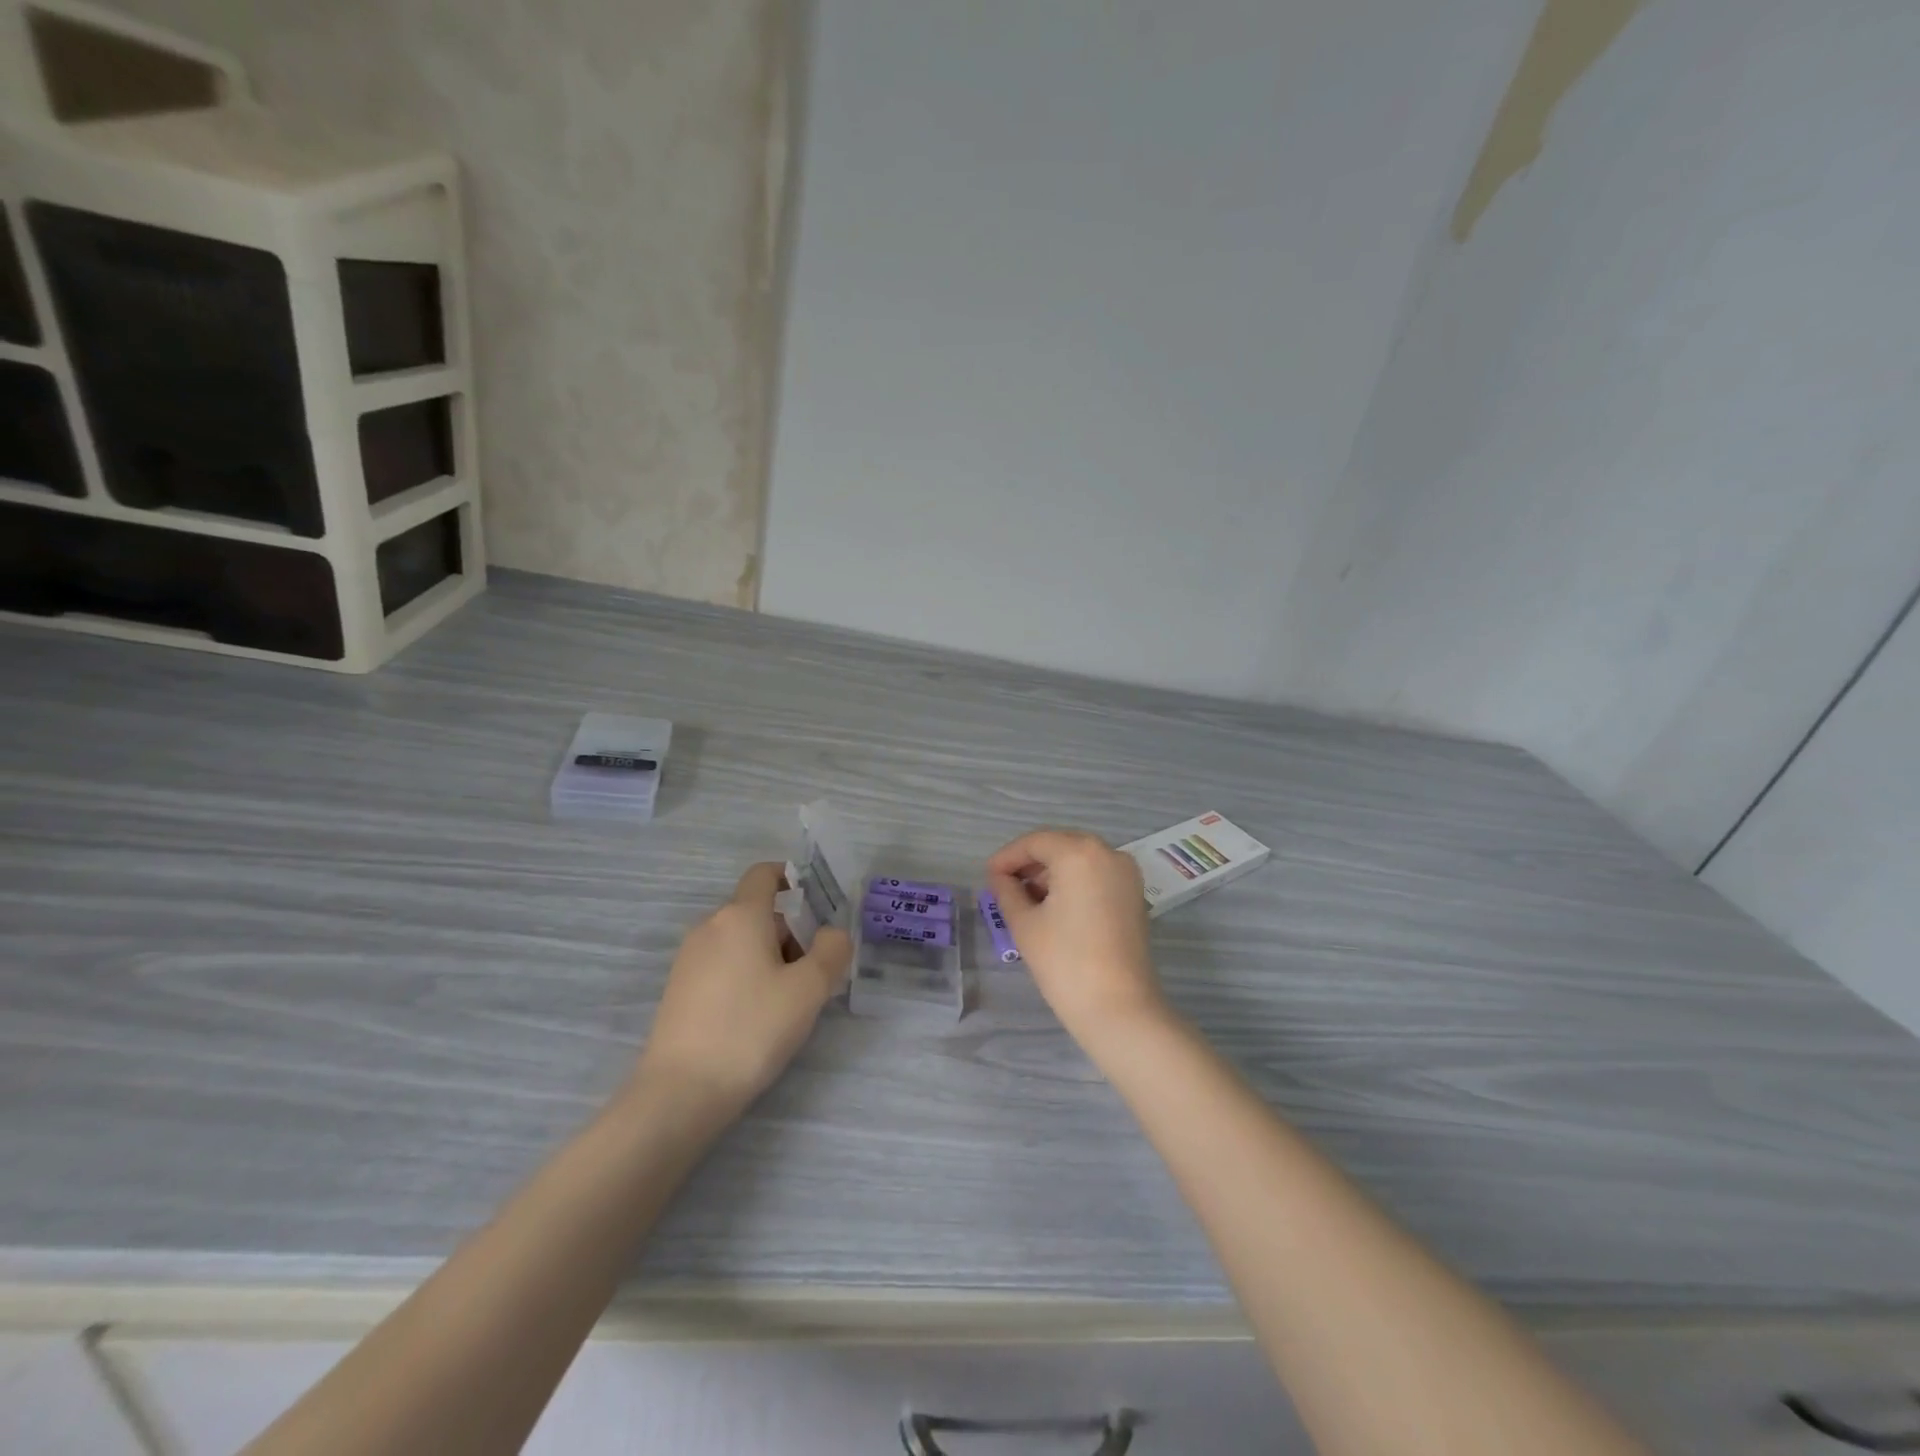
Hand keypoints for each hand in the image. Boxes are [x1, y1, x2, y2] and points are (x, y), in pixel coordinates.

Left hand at [627, 863, 851, 1123]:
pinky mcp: (678, 989)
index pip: (764, 874)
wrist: (680, 1092)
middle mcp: (710, 926)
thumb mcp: (809, 990)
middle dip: (790, 932)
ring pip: (741, 941)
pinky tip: (755, 1017)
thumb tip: (831, 934)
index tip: (816, 907)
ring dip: (769, 957)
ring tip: (787, 1002)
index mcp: (741, 915)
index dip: (791, 879)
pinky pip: (722, 965)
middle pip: (757, 912)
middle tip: (813, 974)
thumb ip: (831, 951)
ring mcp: (689, 958)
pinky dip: (745, 976)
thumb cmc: (751, 1029)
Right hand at [986, 829, 1167, 1051]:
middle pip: (1059, 846)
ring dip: (1051, 873)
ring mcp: (1127, 874)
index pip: (1034, 842)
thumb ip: (1007, 891)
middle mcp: (1108, 853)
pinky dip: (1074, 883)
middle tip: (1004, 887)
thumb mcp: (1025, 924)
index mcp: (1079, 852)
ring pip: (1079, 860)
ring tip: (1026, 901)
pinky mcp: (1135, 895)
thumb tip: (1000, 878)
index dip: (1007, 857)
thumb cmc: (1065, 962)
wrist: (1119, 1009)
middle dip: (1030, 863)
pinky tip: (1054, 907)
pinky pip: (1097, 875)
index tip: (988, 877)